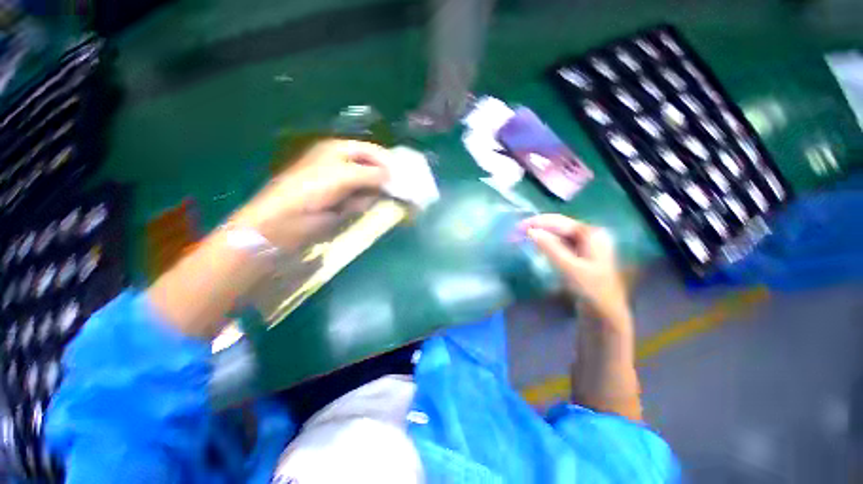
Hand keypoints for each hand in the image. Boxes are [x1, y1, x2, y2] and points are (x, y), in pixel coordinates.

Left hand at [231, 140, 390, 251]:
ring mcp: (344, 186)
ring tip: (384, 201)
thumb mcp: (343, 176)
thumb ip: (371, 174)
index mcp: (339, 150)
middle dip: (386, 180)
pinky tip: (367, 209)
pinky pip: (364, 202)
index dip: (388, 161)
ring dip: (377, 194)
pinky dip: (368, 205)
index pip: (372, 151)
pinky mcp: (344, 204)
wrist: (285, 222)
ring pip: (371, 187)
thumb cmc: (311, 191)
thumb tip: (393, 177)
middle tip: (400, 190)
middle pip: (373, 169)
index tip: (405, 175)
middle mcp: (343, 165)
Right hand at [521, 214, 630, 327]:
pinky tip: (536, 244)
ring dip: (540, 233)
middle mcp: (590, 234)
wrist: (606, 312)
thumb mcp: (569, 268)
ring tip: (522, 235)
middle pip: (559, 225)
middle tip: (517, 231)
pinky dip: (546, 242)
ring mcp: (586, 244)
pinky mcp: (580, 254)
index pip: (559, 221)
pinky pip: (560, 243)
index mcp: (591, 233)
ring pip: (558, 233)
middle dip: (537, 226)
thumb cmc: (591, 289)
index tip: (517, 227)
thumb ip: (550, 247)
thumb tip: (530, 231)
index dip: (536, 222)